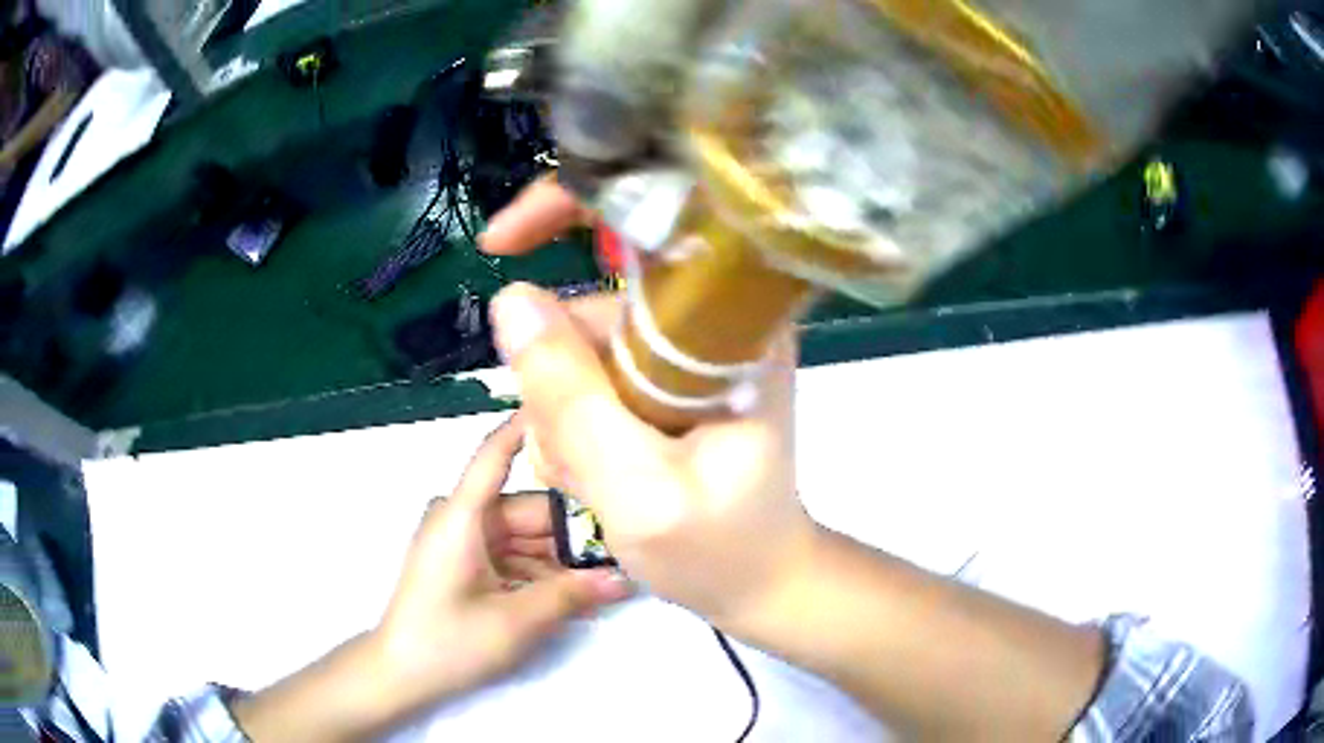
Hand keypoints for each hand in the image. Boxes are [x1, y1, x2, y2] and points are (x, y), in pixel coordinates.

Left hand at [233, 415, 629, 742]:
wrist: (401, 673)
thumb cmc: (448, 641)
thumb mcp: (515, 622)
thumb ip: (571, 595)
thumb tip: (627, 577)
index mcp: (462, 517)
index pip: (495, 455)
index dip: (529, 426)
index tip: (570, 402)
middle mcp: (461, 518)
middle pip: (526, 509)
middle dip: (572, 530)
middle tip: (625, 543)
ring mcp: (462, 542)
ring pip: (524, 536)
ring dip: (561, 557)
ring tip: (609, 575)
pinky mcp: (466, 563)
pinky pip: (512, 555)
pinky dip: (541, 571)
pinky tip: (576, 592)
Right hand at [481, 178, 818, 630]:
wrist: (758, 581)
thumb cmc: (719, 548)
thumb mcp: (638, 490)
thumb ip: (571, 399)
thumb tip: (510, 300)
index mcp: (735, 325)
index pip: (652, 220)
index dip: (568, 205)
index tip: (500, 241)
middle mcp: (714, 320)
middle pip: (593, 299)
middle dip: (558, 378)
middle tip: (575, 461)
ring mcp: (687, 350)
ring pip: (580, 345)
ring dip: (564, 415)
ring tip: (593, 481)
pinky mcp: (668, 378)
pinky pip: (588, 377)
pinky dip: (574, 426)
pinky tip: (596, 475)